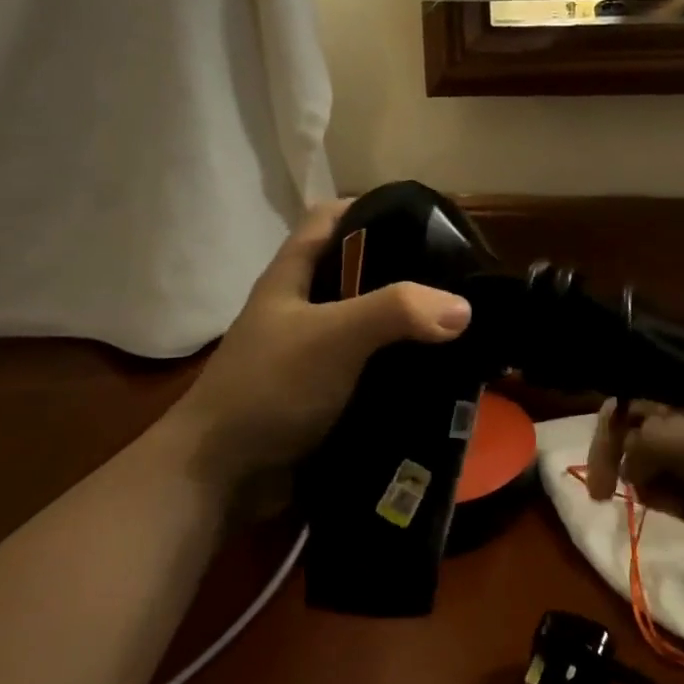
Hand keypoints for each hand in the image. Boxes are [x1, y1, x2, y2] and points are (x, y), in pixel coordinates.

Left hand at [176, 202, 471, 489]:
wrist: (221, 476)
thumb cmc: (271, 387)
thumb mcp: (334, 336)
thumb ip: (396, 312)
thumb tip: (463, 307)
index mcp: (292, 276)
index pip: (330, 218)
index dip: (371, 208)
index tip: (422, 220)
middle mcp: (301, 308)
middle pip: (356, 273)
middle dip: (402, 272)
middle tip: (454, 280)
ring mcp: (311, 354)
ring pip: (367, 325)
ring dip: (406, 327)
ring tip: (458, 327)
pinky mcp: (324, 394)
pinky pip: (370, 370)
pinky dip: (399, 369)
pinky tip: (434, 376)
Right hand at [585, 401, 683, 529]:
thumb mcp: (679, 442)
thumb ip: (638, 451)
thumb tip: (632, 472)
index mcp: (670, 396)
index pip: (617, 415)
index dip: (602, 452)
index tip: (601, 499)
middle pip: (644, 454)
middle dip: (656, 486)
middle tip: (679, 503)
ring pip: (675, 480)